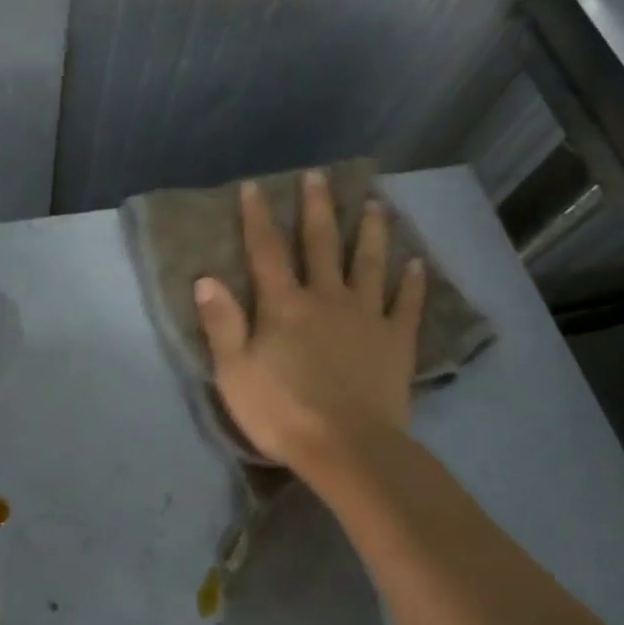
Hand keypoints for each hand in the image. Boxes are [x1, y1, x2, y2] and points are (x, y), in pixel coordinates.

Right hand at [194, 172, 424, 475]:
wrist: (347, 448)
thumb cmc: (282, 412)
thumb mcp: (234, 372)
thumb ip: (222, 323)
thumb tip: (206, 278)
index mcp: (284, 306)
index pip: (266, 251)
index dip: (257, 217)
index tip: (255, 186)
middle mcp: (326, 298)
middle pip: (321, 245)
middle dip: (317, 208)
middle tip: (318, 176)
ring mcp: (365, 317)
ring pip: (369, 264)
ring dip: (370, 232)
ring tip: (375, 204)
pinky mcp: (396, 341)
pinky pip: (406, 305)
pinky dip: (412, 283)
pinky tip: (417, 263)